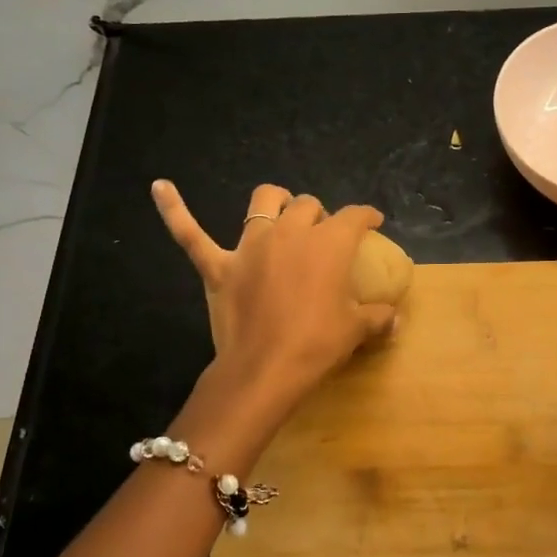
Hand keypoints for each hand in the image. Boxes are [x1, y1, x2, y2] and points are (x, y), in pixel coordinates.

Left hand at [152, 180, 395, 410]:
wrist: (265, 370)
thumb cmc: (317, 345)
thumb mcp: (355, 330)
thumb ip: (377, 318)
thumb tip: (395, 318)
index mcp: (328, 244)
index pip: (353, 217)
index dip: (366, 216)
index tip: (373, 221)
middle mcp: (289, 234)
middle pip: (307, 206)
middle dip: (319, 214)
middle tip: (324, 234)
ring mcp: (250, 248)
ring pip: (261, 203)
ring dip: (275, 201)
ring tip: (281, 209)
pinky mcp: (218, 267)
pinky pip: (190, 233)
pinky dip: (174, 209)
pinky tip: (160, 186)